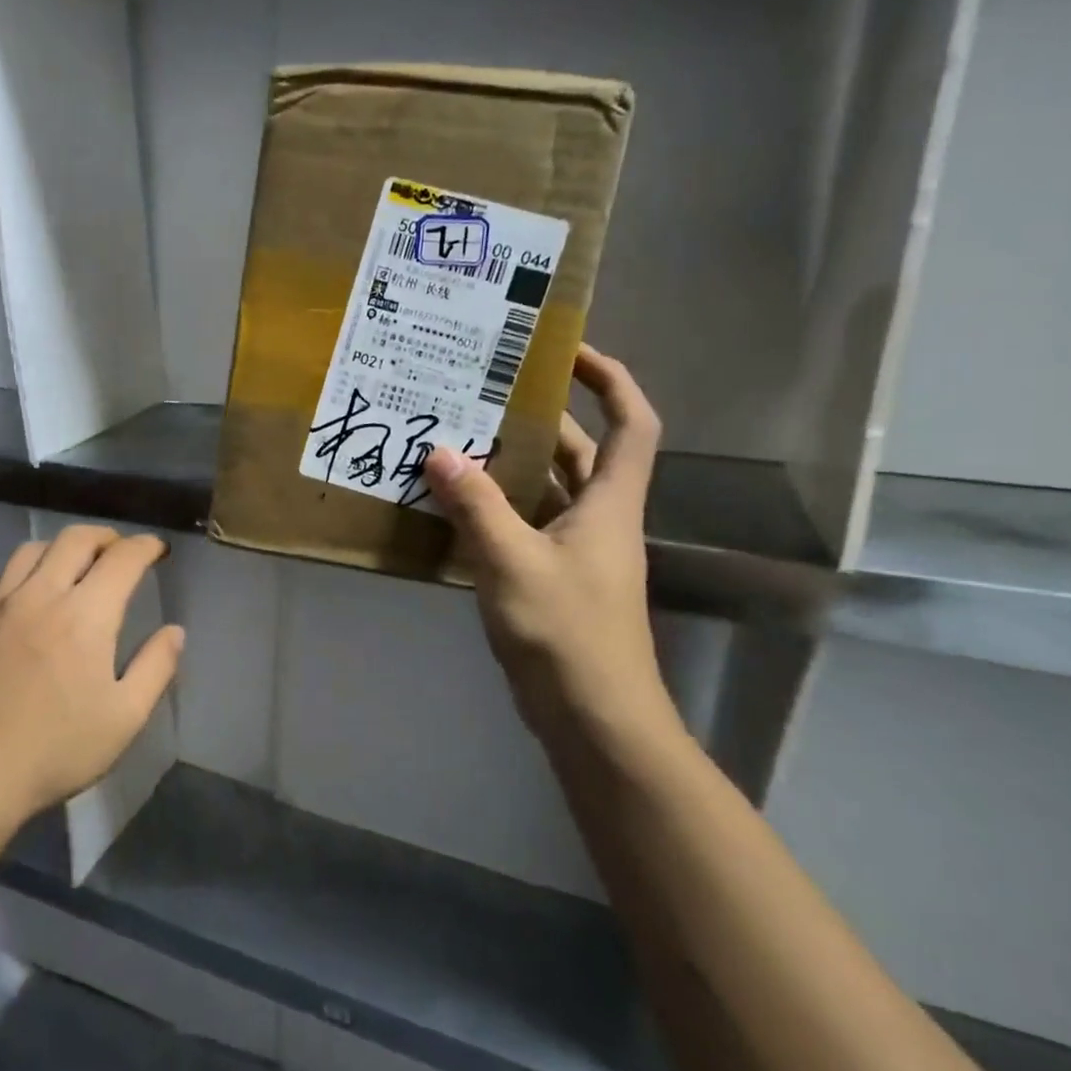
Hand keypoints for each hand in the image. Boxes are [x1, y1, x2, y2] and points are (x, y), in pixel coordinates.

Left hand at [0, 525, 184, 828]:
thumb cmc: (54, 751)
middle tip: (120, 551)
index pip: (123, 558)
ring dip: (61, 549)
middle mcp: (41, 595)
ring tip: (73, 566)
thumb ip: (155, 668)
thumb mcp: (124, 719)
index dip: (146, 546)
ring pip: (31, 551)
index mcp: (86, 615)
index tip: (158, 549)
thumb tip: (175, 631)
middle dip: (106, 537)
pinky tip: (24, 597)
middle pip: (75, 540)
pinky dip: (20, 574)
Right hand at [424, 346, 670, 749]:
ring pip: (545, 490)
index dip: (609, 379)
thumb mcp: (513, 562)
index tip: (566, 352)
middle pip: (578, 452)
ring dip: (508, 466)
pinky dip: (493, 509)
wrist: (593, 718)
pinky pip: (522, 526)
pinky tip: (450, 504)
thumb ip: (476, 506)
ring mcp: (574, 552)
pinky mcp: (550, 580)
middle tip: (482, 395)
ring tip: (456, 439)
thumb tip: (440, 451)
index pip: (631, 422)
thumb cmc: (566, 632)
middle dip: (537, 419)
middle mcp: (598, 519)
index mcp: (609, 503)